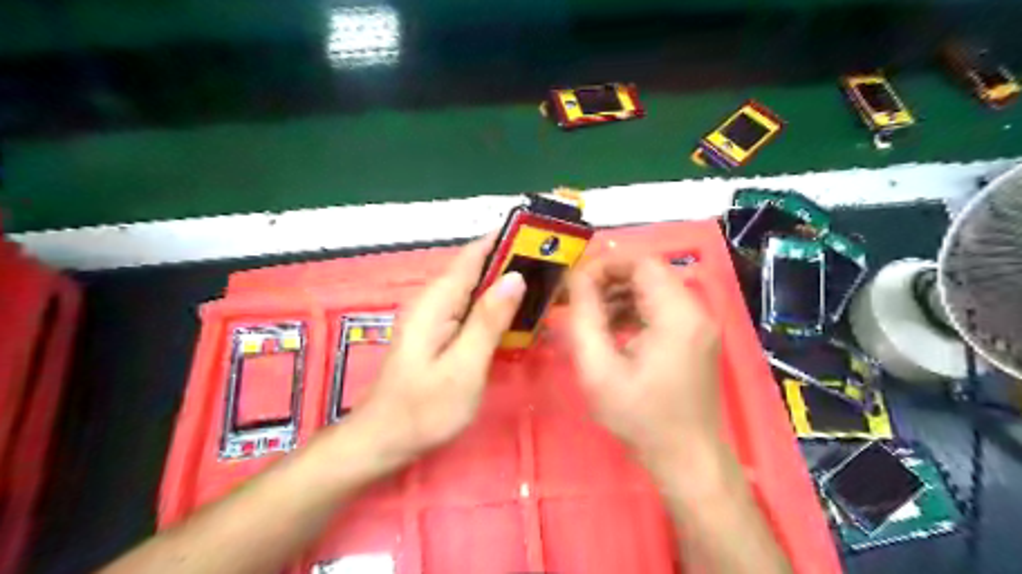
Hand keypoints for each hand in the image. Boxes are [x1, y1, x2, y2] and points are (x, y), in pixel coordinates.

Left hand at [354, 235, 526, 463]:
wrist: (385, 439)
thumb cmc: (424, 409)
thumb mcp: (463, 367)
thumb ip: (488, 321)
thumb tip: (516, 277)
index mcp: (437, 301)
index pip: (474, 254)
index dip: (505, 237)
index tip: (540, 231)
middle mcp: (434, 300)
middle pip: (476, 267)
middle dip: (513, 259)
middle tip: (555, 261)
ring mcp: (436, 315)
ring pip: (476, 287)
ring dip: (507, 281)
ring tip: (546, 281)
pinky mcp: (440, 331)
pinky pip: (472, 307)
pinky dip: (497, 303)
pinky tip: (519, 312)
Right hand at [568, 256, 725, 469]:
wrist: (687, 460)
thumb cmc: (640, 418)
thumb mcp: (599, 370)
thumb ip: (584, 318)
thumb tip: (576, 278)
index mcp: (677, 314)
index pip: (641, 262)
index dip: (605, 265)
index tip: (574, 284)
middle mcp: (695, 311)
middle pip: (648, 274)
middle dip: (608, 280)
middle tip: (576, 299)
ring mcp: (698, 325)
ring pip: (652, 291)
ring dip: (618, 296)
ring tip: (587, 316)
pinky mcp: (693, 338)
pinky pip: (659, 310)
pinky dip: (632, 312)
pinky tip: (609, 331)